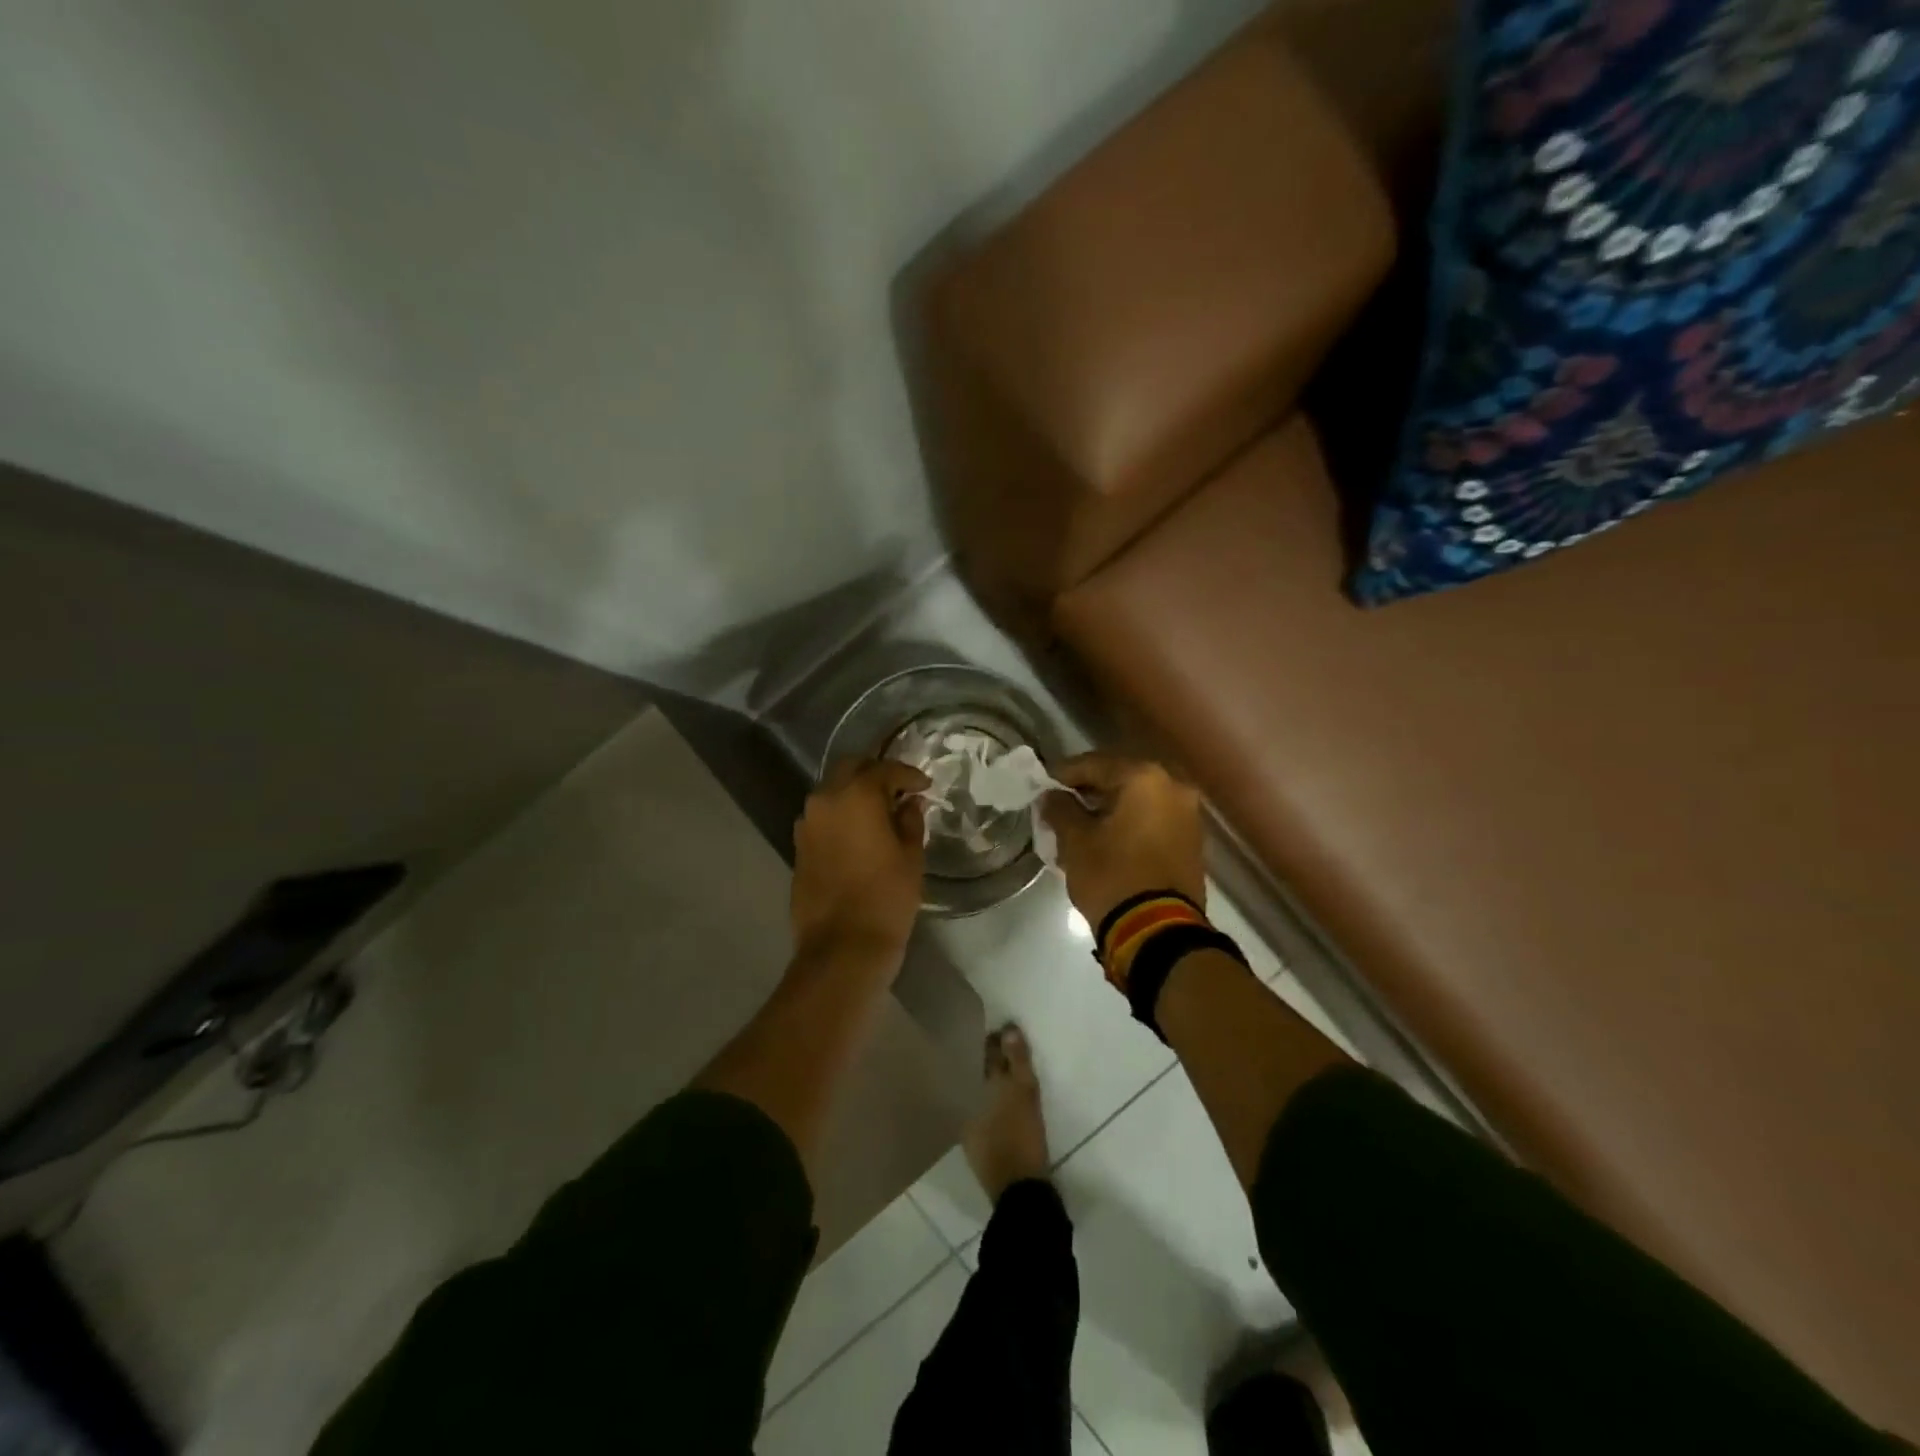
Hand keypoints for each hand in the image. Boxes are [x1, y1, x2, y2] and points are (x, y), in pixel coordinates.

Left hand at [791, 758, 929, 966]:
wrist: (842, 948)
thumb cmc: (886, 898)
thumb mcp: (911, 857)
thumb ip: (910, 821)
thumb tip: (908, 804)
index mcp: (856, 795)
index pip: (884, 769)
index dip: (908, 775)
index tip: (924, 786)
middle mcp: (825, 800)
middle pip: (850, 769)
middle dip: (875, 773)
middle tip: (899, 790)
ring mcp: (806, 824)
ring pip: (832, 792)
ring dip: (854, 794)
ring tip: (880, 812)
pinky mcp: (798, 847)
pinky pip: (822, 818)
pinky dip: (841, 816)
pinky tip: (859, 834)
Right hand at [1042, 753, 1205, 931]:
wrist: (1158, 932)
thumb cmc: (1112, 877)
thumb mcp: (1076, 842)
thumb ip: (1060, 809)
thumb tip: (1051, 796)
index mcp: (1144, 778)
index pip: (1094, 764)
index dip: (1064, 774)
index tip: (1042, 785)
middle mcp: (1173, 786)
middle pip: (1120, 778)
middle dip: (1089, 789)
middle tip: (1060, 802)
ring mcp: (1188, 814)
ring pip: (1139, 799)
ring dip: (1110, 806)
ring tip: (1080, 822)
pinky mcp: (1192, 840)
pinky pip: (1153, 818)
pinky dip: (1129, 821)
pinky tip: (1106, 836)